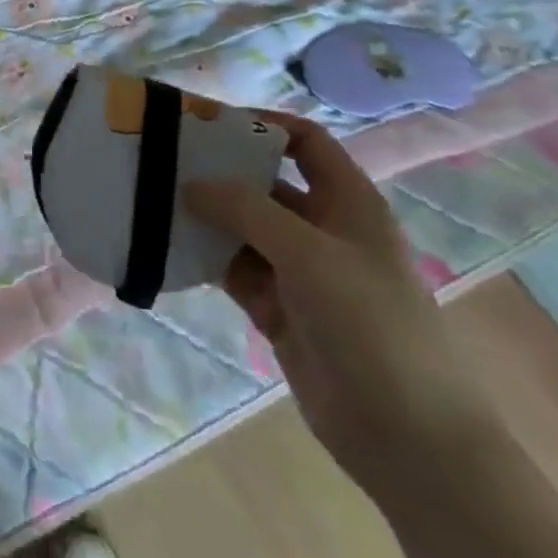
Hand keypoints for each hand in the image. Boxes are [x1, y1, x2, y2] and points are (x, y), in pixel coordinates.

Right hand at [184, 114, 497, 495]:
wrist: (406, 435)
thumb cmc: (371, 326)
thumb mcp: (309, 255)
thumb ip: (247, 210)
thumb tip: (192, 183)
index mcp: (348, 203)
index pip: (304, 142)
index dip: (261, 125)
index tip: (205, 122)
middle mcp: (322, 229)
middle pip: (264, 183)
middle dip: (219, 171)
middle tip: (162, 160)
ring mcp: (298, 271)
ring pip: (242, 227)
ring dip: (204, 216)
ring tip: (151, 200)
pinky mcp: (277, 307)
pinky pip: (232, 269)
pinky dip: (204, 257)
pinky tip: (166, 247)